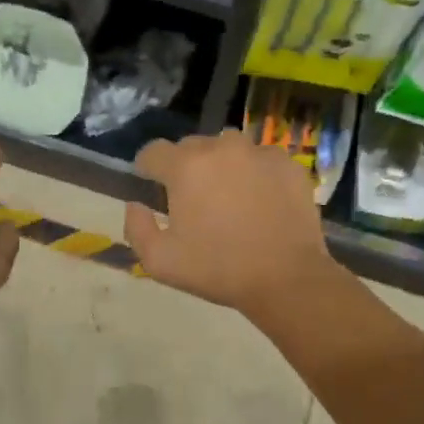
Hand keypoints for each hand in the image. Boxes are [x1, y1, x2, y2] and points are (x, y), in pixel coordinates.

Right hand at [124, 130, 335, 315]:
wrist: (285, 277)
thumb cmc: (217, 270)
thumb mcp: (159, 262)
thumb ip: (136, 228)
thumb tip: (135, 205)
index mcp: (185, 167)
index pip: (152, 152)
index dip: (146, 169)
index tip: (151, 188)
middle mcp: (221, 148)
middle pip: (191, 147)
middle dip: (185, 168)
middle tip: (192, 201)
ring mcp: (259, 152)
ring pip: (228, 149)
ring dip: (220, 166)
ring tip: (227, 197)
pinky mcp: (288, 164)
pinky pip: (260, 160)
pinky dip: (253, 174)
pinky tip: (258, 203)